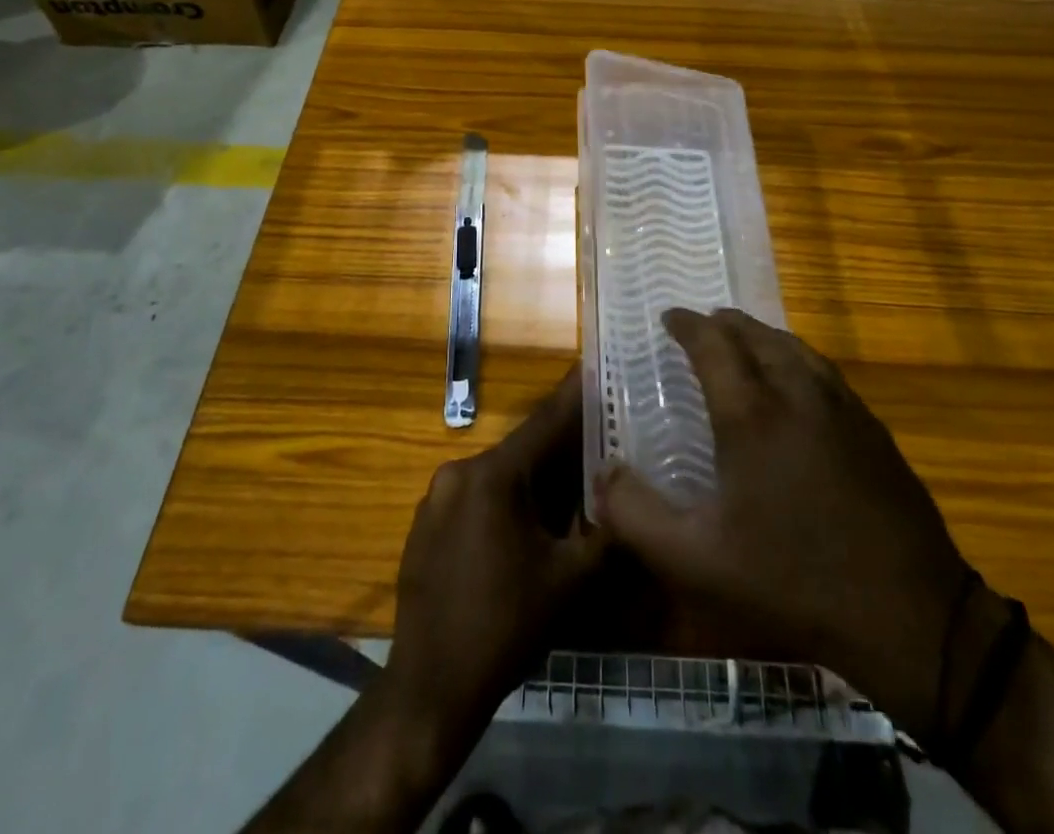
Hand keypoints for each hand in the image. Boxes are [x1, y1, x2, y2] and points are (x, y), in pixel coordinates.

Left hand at [384, 369, 606, 741]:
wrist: (431, 687)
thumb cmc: (506, 627)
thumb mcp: (570, 581)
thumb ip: (605, 531)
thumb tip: (627, 499)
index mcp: (494, 475)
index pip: (545, 422)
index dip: (574, 396)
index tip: (595, 367)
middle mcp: (460, 471)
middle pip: (523, 449)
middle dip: (560, 448)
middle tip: (597, 443)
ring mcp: (437, 496)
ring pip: (499, 473)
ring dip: (532, 478)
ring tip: (568, 487)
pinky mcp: (426, 523)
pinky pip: (476, 496)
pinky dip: (504, 499)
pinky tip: (524, 526)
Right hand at [591, 308, 978, 739]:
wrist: (910, 615)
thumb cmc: (792, 581)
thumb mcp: (697, 560)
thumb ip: (636, 516)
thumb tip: (602, 474)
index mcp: (752, 413)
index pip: (713, 345)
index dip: (687, 325)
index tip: (668, 317)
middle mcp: (798, 393)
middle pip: (757, 335)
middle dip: (725, 323)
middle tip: (702, 324)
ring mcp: (843, 408)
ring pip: (796, 348)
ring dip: (763, 336)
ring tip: (745, 341)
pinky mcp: (873, 430)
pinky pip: (824, 372)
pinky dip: (797, 358)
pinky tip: (798, 382)